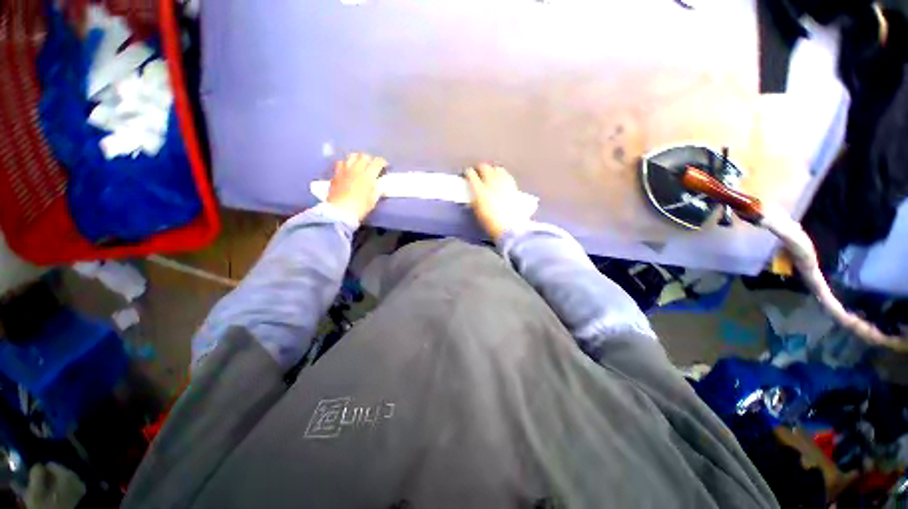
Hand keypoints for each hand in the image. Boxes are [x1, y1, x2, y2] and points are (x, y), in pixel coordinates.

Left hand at [326, 152, 386, 221]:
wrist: (340, 211)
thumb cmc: (360, 207)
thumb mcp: (374, 199)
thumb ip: (379, 189)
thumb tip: (382, 183)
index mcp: (368, 175)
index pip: (377, 162)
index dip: (382, 162)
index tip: (385, 167)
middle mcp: (356, 169)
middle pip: (364, 156)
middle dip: (370, 159)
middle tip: (372, 166)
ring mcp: (344, 170)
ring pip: (352, 156)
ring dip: (357, 159)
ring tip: (360, 165)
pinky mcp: (336, 174)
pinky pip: (341, 163)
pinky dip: (346, 164)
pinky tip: (348, 170)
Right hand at [465, 164, 529, 240]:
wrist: (510, 227)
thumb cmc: (490, 223)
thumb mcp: (477, 211)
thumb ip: (474, 200)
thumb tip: (473, 195)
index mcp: (479, 190)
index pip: (471, 174)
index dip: (468, 173)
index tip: (467, 175)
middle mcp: (491, 182)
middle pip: (484, 167)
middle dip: (479, 169)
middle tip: (477, 173)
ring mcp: (503, 182)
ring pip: (496, 169)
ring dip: (491, 170)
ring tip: (490, 175)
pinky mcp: (513, 185)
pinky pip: (506, 175)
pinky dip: (502, 174)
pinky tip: (501, 179)